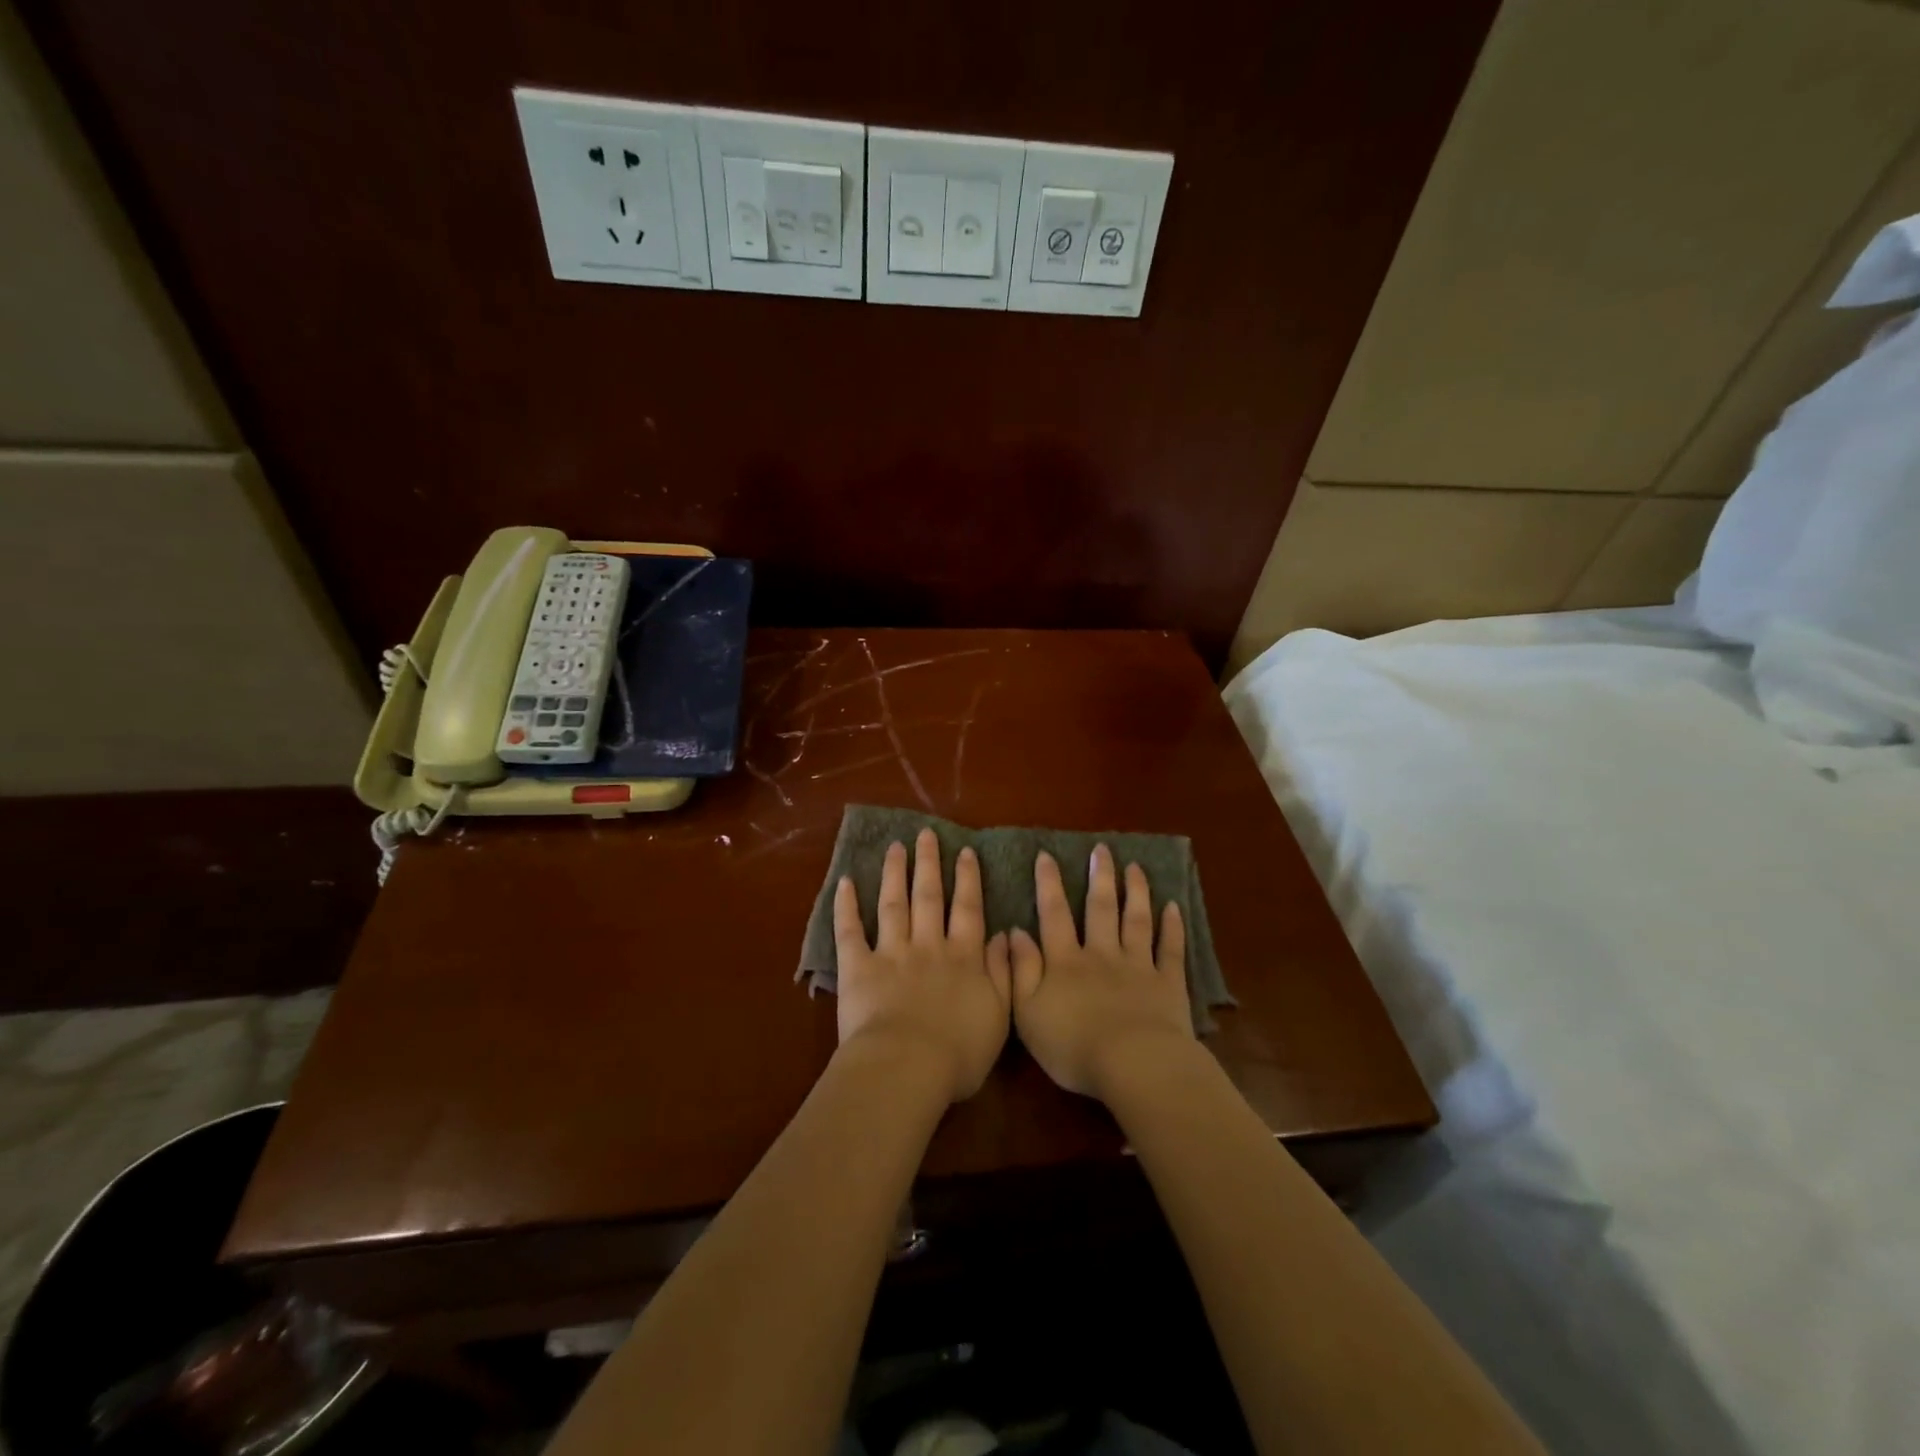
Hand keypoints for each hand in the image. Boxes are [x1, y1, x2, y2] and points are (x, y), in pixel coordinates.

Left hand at [833, 829, 1012, 1102]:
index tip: (966, 851)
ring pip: (893, 903)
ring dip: (895, 873)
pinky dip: (846, 905)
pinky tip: (845, 882)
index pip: (968, 909)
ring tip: (896, 847)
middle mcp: (928, 945)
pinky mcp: (858, 967)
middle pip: (929, 896)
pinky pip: (850, 930)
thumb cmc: (959, 1053)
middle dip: (929, 863)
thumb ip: (1004, 971)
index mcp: (963, 957)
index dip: (968, 879)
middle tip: (926, 834)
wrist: (907, 1067)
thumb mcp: (1000, 1015)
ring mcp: (892, 952)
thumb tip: (1006, 935)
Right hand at [1007, 844, 1193, 1099]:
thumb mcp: (1028, 1012)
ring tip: (1135, 868)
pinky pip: (1171, 949)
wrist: (1133, 1064)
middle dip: (1100, 877)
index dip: (1049, 884)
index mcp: (1066, 962)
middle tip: (1102, 849)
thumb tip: (1014, 931)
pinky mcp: (1168, 984)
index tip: (1047, 855)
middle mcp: (1101, 954)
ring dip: (1136, 892)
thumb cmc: (1073, 1045)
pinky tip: (1175, 907)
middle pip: (1100, 909)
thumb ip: (1021, 969)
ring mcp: (1138, 966)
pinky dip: (1173, 927)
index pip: (1054, 914)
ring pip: (1136, 921)